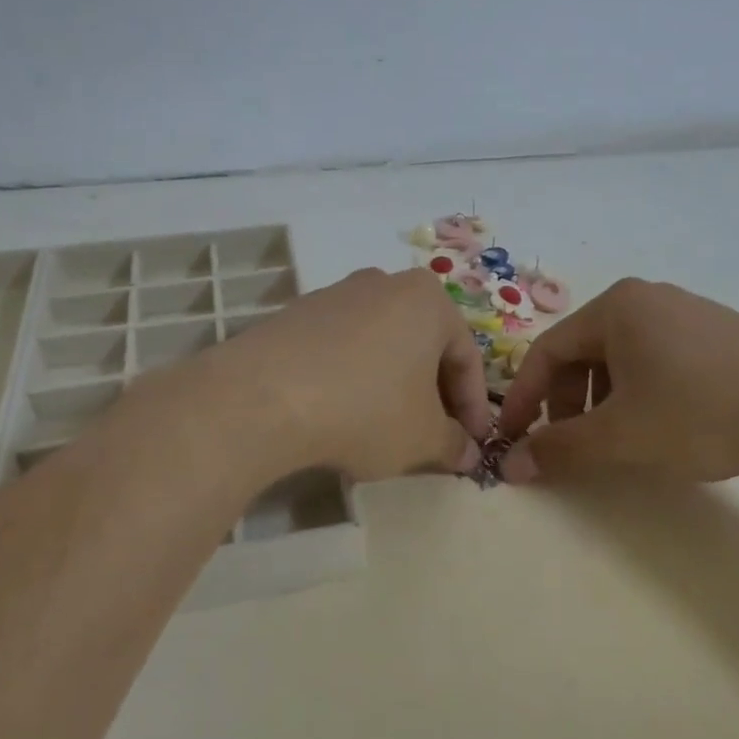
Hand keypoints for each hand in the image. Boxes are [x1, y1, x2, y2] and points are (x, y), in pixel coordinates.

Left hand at [208, 267, 491, 481]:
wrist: (264, 398)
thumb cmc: (367, 410)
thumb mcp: (423, 438)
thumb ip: (454, 445)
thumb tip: (467, 453)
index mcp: (428, 300)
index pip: (466, 357)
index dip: (474, 407)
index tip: (473, 443)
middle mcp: (383, 284)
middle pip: (423, 346)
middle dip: (433, 395)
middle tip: (435, 436)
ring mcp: (334, 295)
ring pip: (382, 347)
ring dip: (393, 387)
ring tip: (387, 430)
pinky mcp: (295, 315)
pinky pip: (341, 350)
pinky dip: (353, 380)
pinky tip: (342, 415)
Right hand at [495, 279, 738, 484]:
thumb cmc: (703, 413)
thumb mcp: (621, 436)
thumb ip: (560, 449)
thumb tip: (510, 466)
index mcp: (616, 308)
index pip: (546, 351)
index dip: (522, 399)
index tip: (511, 440)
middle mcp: (646, 299)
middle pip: (582, 352)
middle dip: (566, 403)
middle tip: (571, 445)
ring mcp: (686, 312)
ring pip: (619, 358)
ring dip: (601, 401)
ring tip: (616, 440)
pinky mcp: (717, 332)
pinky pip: (656, 359)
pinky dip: (638, 393)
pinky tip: (660, 424)